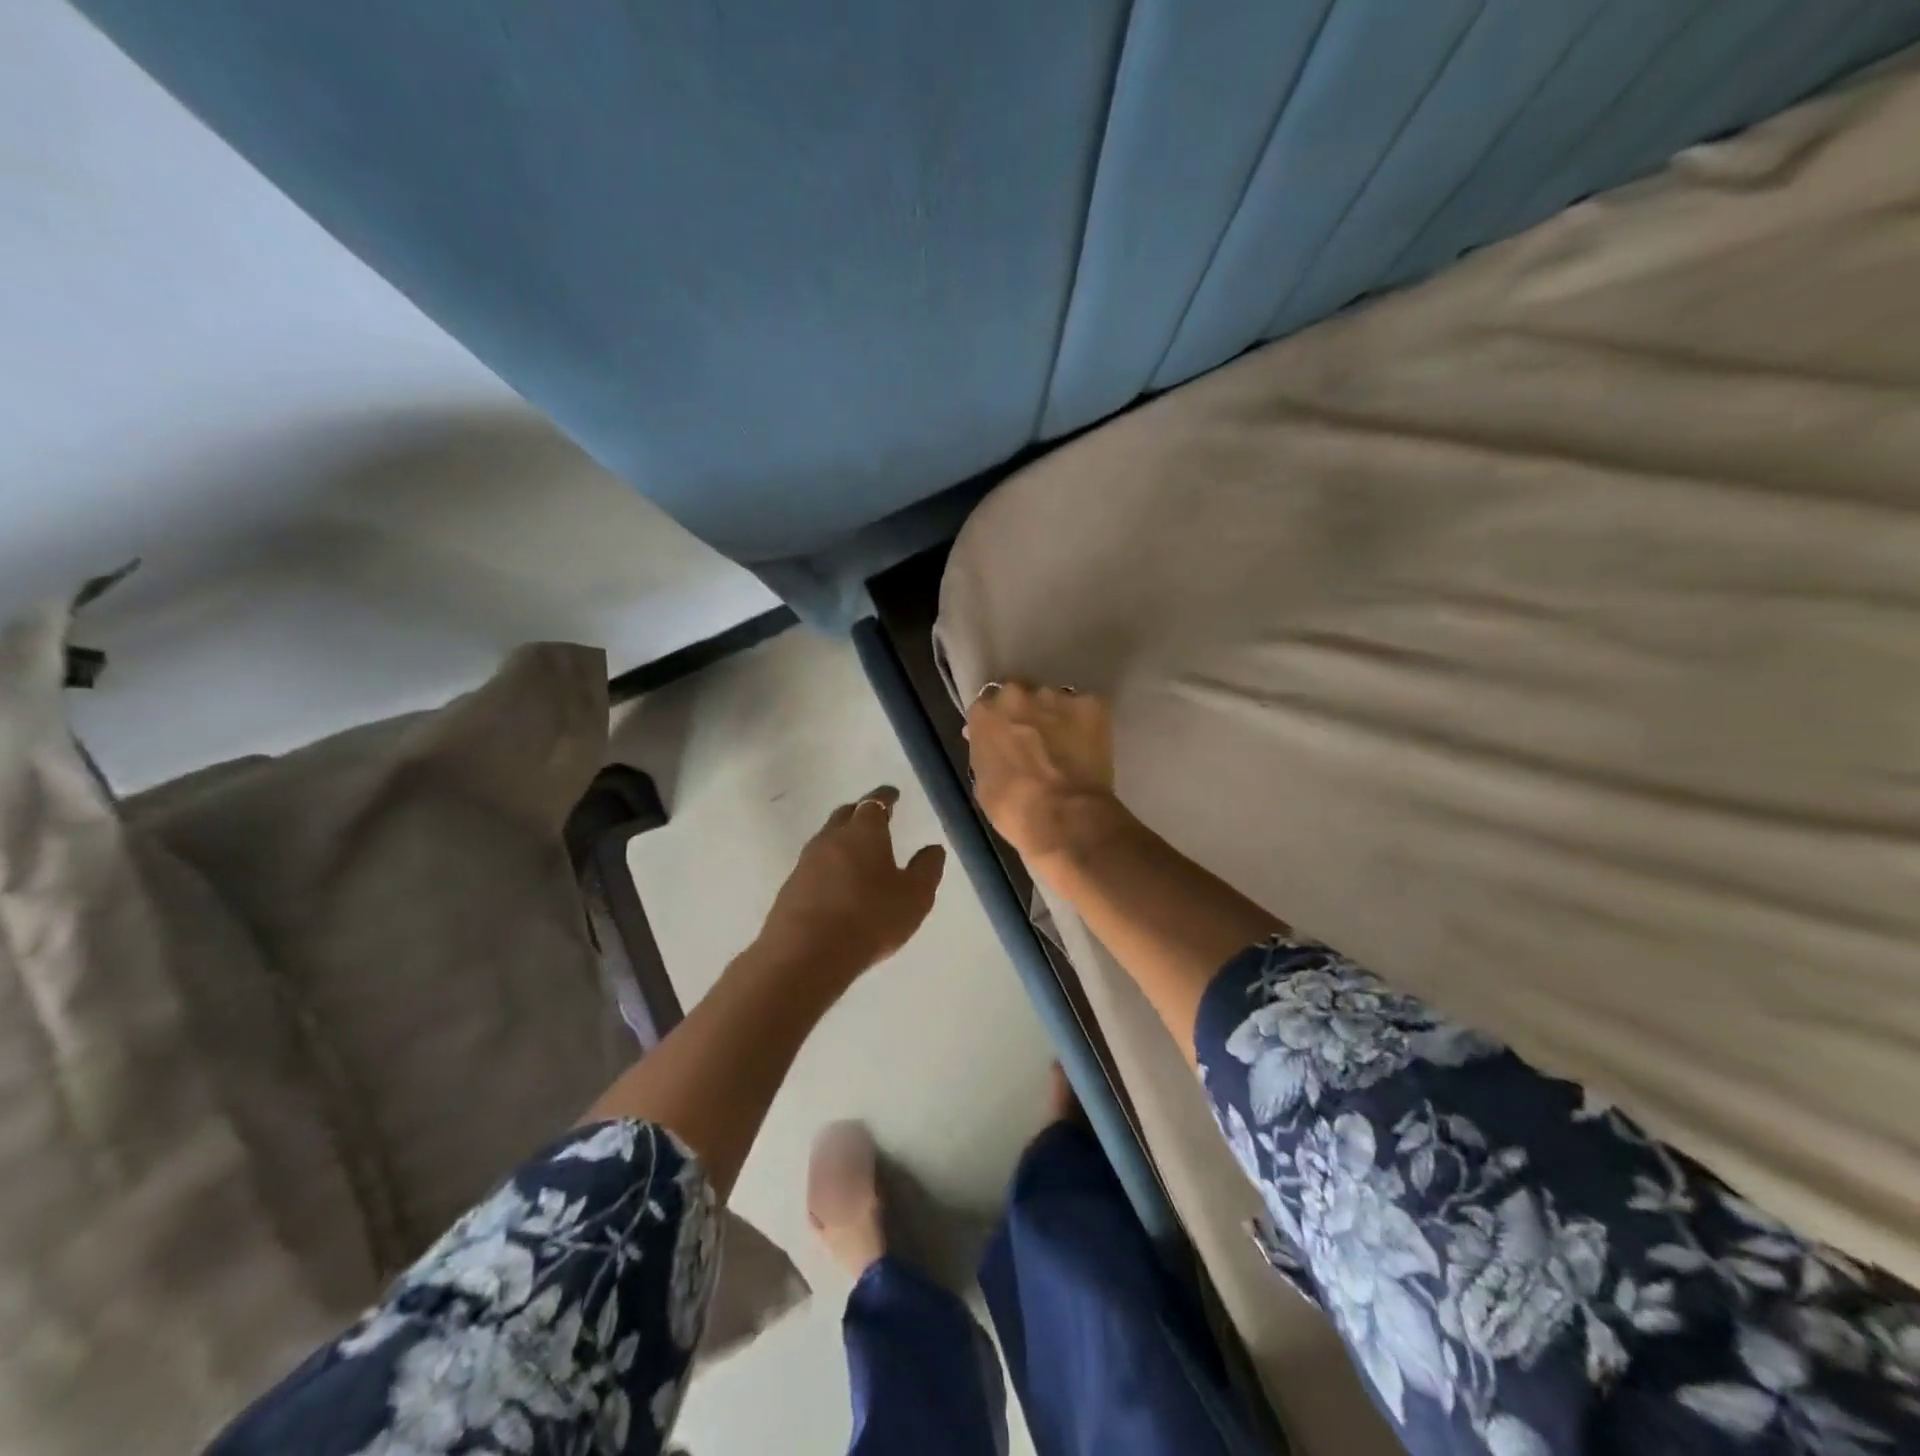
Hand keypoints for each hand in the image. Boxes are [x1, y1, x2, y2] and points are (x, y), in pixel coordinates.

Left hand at [757, 786, 946, 981]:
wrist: (805, 955)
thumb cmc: (869, 918)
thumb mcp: (914, 897)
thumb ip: (927, 869)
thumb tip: (933, 848)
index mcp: (863, 832)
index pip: (875, 803)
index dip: (885, 797)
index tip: (893, 795)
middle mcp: (831, 838)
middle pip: (846, 815)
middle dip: (862, 813)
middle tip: (876, 819)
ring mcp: (806, 862)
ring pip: (828, 839)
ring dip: (843, 839)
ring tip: (859, 852)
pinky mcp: (791, 887)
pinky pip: (815, 865)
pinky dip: (830, 865)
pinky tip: (838, 883)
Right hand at [966, 683, 1120, 865]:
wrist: (1064, 815)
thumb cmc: (1013, 808)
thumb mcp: (983, 782)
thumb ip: (984, 753)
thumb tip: (991, 744)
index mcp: (985, 713)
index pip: (986, 707)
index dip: (997, 724)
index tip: (1004, 740)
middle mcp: (1017, 694)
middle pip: (1019, 695)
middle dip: (1025, 712)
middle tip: (1035, 740)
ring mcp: (1056, 696)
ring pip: (1054, 699)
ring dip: (1056, 716)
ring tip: (1066, 745)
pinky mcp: (1091, 703)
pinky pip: (1086, 707)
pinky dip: (1086, 723)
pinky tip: (1089, 745)